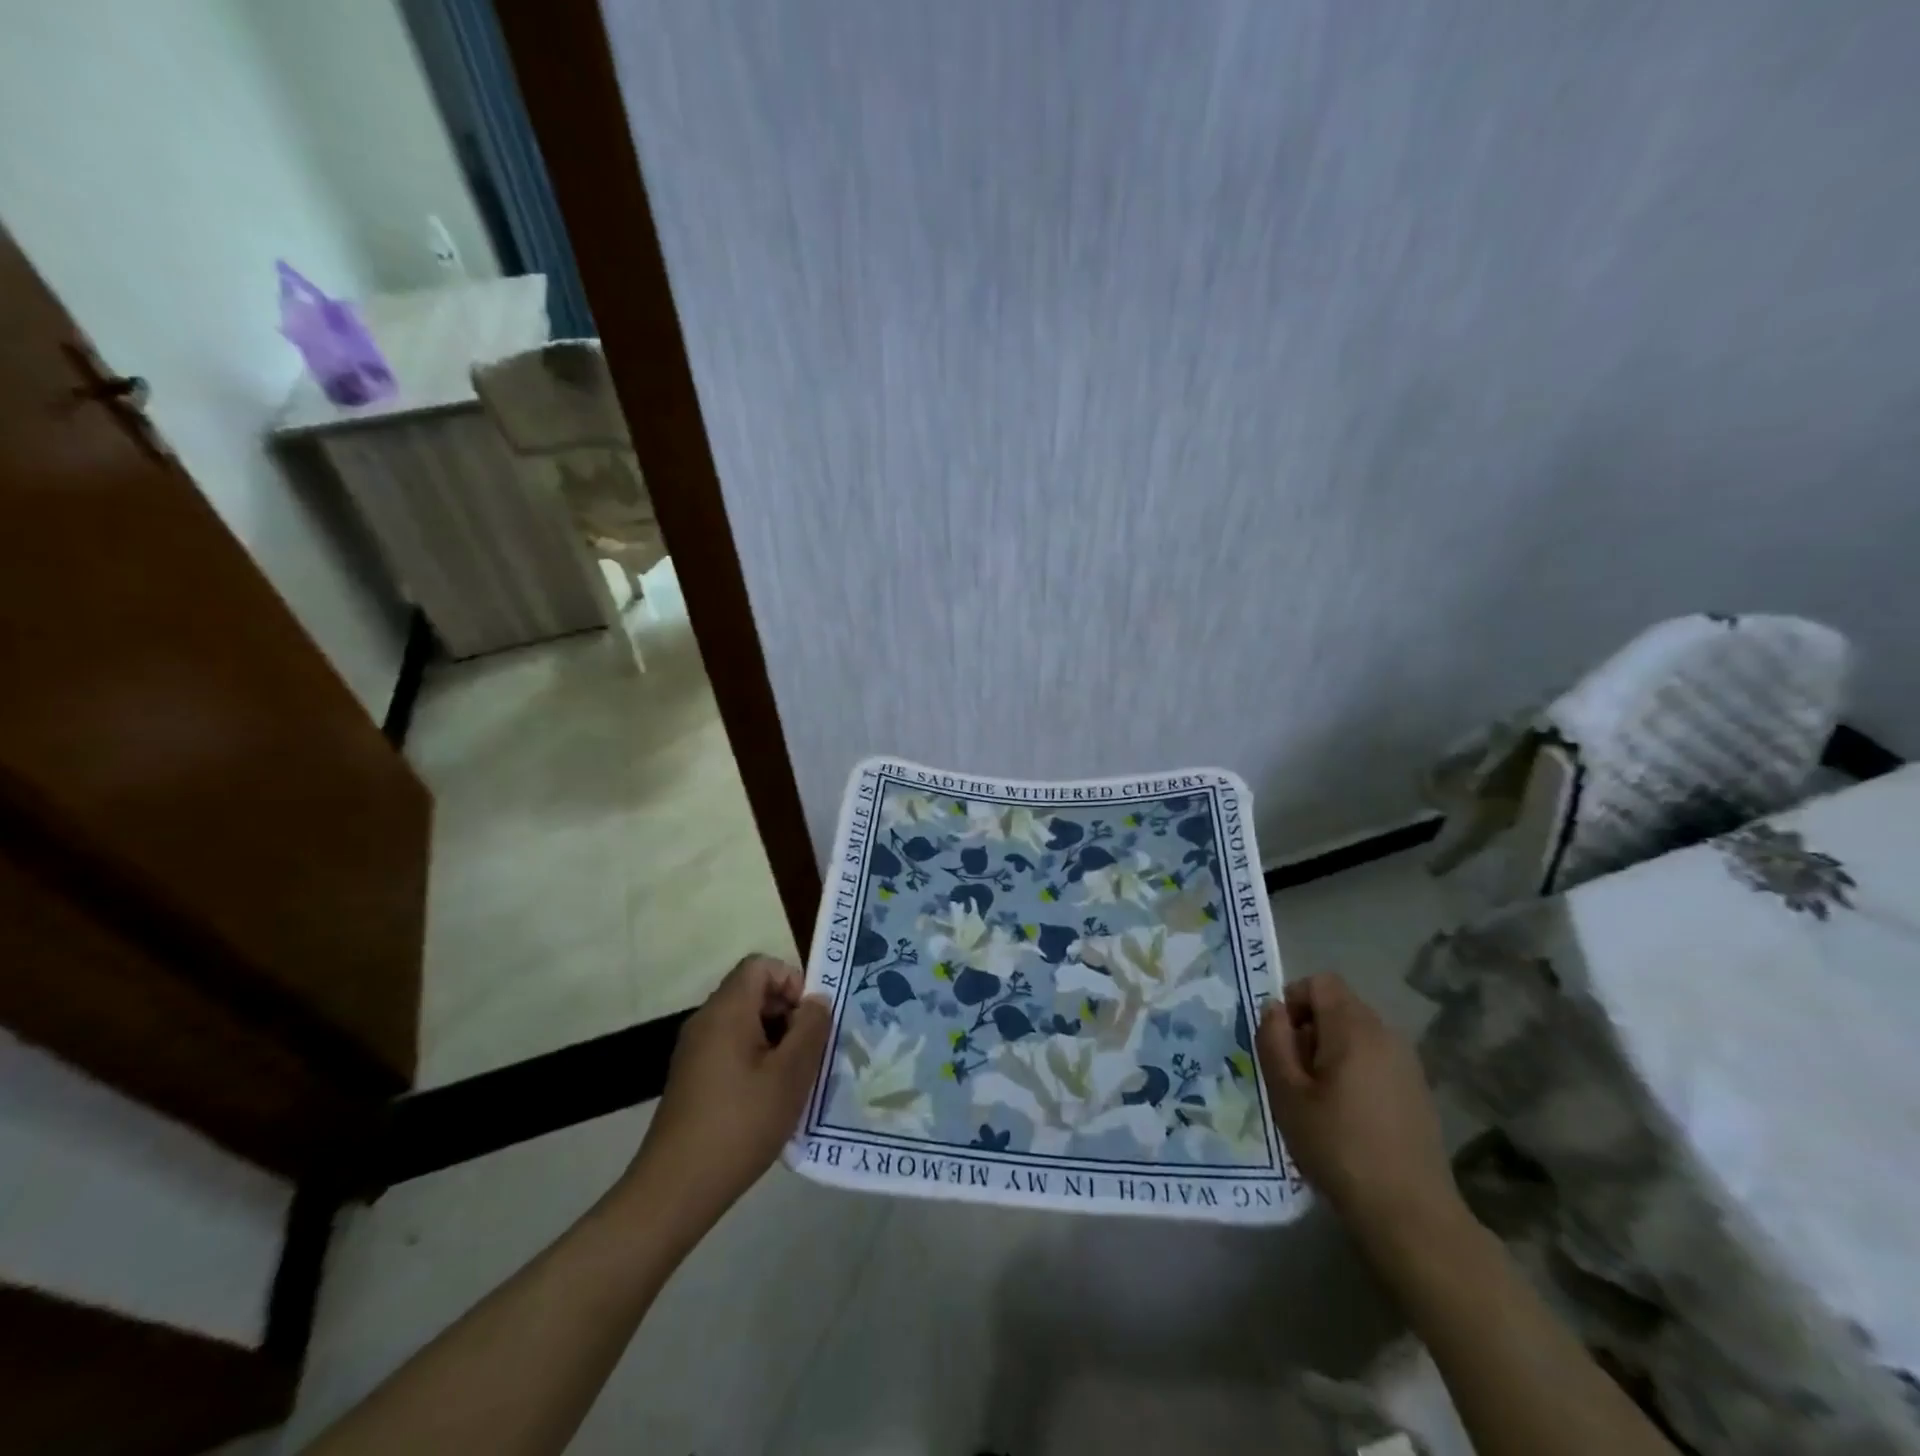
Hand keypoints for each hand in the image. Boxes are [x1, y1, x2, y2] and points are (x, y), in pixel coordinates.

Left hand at [619, 955, 829, 1236]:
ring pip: (744, 1022)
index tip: (809, 1020)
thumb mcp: (791, 1075)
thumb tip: (817, 1000)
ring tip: (793, 1079)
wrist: (675, 1189)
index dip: (791, 981)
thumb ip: (811, 1028)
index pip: (761, 965)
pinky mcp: (691, 1077)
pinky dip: (755, 1059)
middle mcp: (706, 1021)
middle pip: (753, 992)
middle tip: (809, 1052)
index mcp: (727, 1010)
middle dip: (787, 1013)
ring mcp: (694, 1050)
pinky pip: (730, 1048)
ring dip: (775, 1040)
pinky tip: (768, 1099)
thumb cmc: (740, 1124)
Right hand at [1257, 973, 1464, 1248]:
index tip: (1281, 1042)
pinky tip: (1348, 1116)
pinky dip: (1354, 1071)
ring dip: (1330, 1051)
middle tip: (1294, 1075)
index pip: (1321, 982)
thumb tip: (1273, 1009)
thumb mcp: (1286, 1092)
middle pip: (1339, 1006)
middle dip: (1309, 1028)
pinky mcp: (1417, 1090)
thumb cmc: (1338, 1146)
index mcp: (1354, 1028)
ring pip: (1356, 1034)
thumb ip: (1273, 1040)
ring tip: (1318, 1098)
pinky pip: (1375, 1059)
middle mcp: (1386, 1034)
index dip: (1293, 1000)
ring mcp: (1407, 1063)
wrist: (1409, 1213)